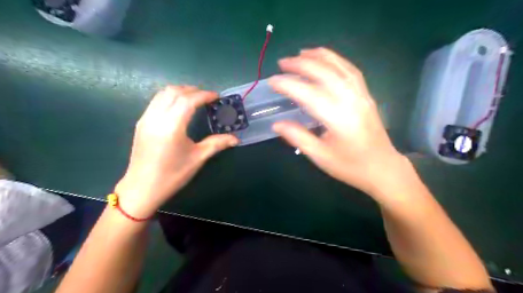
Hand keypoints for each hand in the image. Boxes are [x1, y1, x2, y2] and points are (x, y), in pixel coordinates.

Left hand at [114, 86, 238, 218]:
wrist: (142, 188)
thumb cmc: (172, 175)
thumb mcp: (197, 158)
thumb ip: (217, 144)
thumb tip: (235, 139)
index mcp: (171, 126)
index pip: (188, 100)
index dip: (204, 95)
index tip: (217, 97)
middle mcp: (156, 117)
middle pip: (174, 91)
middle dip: (193, 90)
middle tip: (207, 97)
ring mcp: (146, 118)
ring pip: (162, 93)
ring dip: (180, 91)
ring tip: (195, 98)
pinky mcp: (141, 123)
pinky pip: (156, 101)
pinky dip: (170, 97)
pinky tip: (179, 107)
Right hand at [269, 48, 407, 197]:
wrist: (382, 168)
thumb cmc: (350, 166)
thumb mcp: (320, 156)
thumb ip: (298, 137)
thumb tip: (276, 124)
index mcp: (338, 118)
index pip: (308, 94)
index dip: (288, 85)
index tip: (272, 81)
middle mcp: (351, 101)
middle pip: (324, 73)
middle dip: (301, 64)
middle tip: (282, 62)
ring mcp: (361, 95)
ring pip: (340, 67)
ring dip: (319, 56)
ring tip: (301, 53)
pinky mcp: (366, 95)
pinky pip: (351, 70)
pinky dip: (336, 60)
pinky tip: (326, 59)